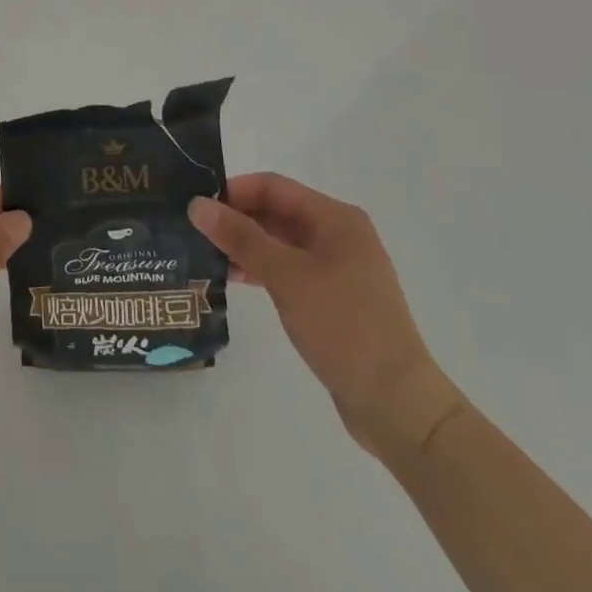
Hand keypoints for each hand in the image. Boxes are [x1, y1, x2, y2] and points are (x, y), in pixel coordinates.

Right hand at [191, 173, 462, 459]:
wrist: (397, 404)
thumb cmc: (344, 327)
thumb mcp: (286, 276)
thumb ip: (240, 237)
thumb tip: (197, 205)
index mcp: (335, 218)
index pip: (274, 186)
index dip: (234, 191)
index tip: (198, 206)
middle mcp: (338, 235)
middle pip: (276, 212)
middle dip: (236, 218)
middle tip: (194, 230)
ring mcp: (337, 268)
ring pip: (280, 242)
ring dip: (245, 246)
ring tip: (204, 255)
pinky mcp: (332, 298)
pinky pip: (288, 269)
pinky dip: (260, 269)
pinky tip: (231, 279)